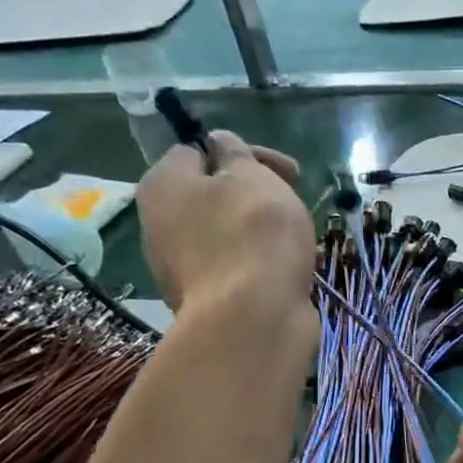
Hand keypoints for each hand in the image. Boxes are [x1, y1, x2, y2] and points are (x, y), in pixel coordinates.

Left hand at [136, 131, 313, 313]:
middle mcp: (160, 224)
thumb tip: (219, 143)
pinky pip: (238, 269)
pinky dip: (263, 264)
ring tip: (301, 240)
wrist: (253, 320)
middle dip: (257, 195)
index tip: (287, 171)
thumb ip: (236, 153)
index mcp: (163, 185)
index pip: (198, 150)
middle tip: (295, 203)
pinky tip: (292, 270)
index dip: (246, 153)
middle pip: (213, 195)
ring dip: (263, 232)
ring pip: (228, 234)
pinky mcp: (208, 301)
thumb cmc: (253, 235)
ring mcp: (182, 268)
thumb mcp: (251, 176)